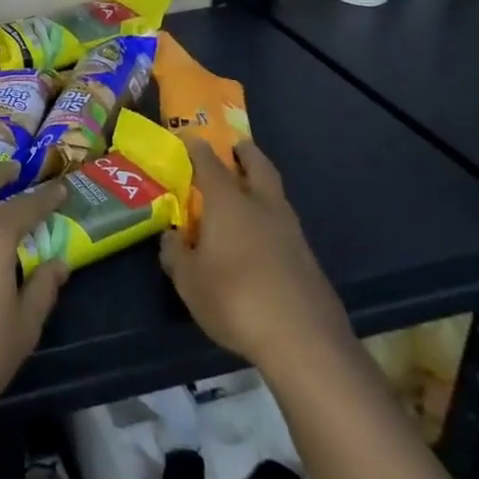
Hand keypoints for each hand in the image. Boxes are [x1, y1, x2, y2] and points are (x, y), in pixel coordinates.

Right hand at [159, 137, 352, 380]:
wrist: (304, 341)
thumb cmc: (234, 299)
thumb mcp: (188, 280)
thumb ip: (175, 253)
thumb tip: (172, 236)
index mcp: (229, 203)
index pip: (209, 163)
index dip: (197, 148)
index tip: (189, 137)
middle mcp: (262, 207)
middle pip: (257, 167)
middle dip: (245, 153)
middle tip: (233, 147)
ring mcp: (290, 232)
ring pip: (275, 194)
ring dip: (261, 184)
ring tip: (244, 191)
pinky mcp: (307, 259)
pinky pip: (283, 224)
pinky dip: (269, 217)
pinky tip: (258, 237)